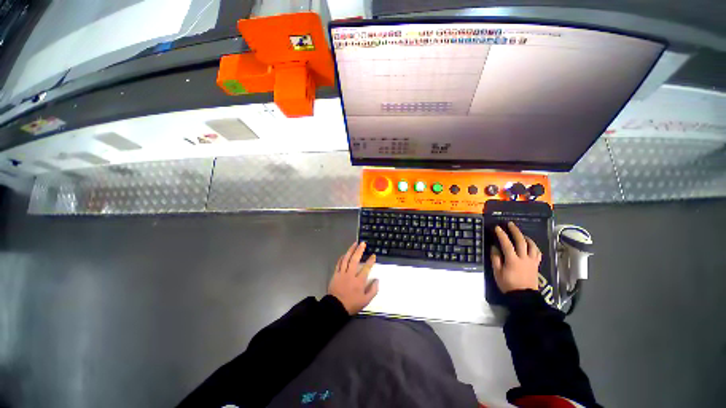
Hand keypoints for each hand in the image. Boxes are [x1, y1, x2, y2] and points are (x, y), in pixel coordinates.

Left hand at [328, 242, 378, 314]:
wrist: (335, 307)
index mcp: (359, 281)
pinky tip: (345, 253)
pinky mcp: (335, 274)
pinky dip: (342, 257)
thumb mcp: (365, 301)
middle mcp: (350, 275)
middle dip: (359, 250)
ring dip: (351, 250)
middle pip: (355, 259)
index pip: (366, 268)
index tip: (373, 255)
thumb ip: (373, 290)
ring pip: (346, 259)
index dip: (370, 261)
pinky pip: (339, 263)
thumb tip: (377, 280)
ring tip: (354, 244)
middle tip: (363, 243)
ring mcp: (342, 273)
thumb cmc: (351, 304)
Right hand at [491, 222, 540, 292]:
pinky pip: (537, 253)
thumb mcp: (497, 272)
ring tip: (521, 234)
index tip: (497, 227)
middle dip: (515, 231)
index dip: (502, 235)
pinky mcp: (536, 265)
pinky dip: (534, 246)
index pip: (506, 244)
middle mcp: (524, 258)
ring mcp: (532, 261)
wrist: (524, 296)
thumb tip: (494, 247)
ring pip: (532, 246)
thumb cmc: (508, 284)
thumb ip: (495, 258)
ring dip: (526, 237)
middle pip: (521, 241)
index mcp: (512, 260)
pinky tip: (530, 245)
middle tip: (510, 224)